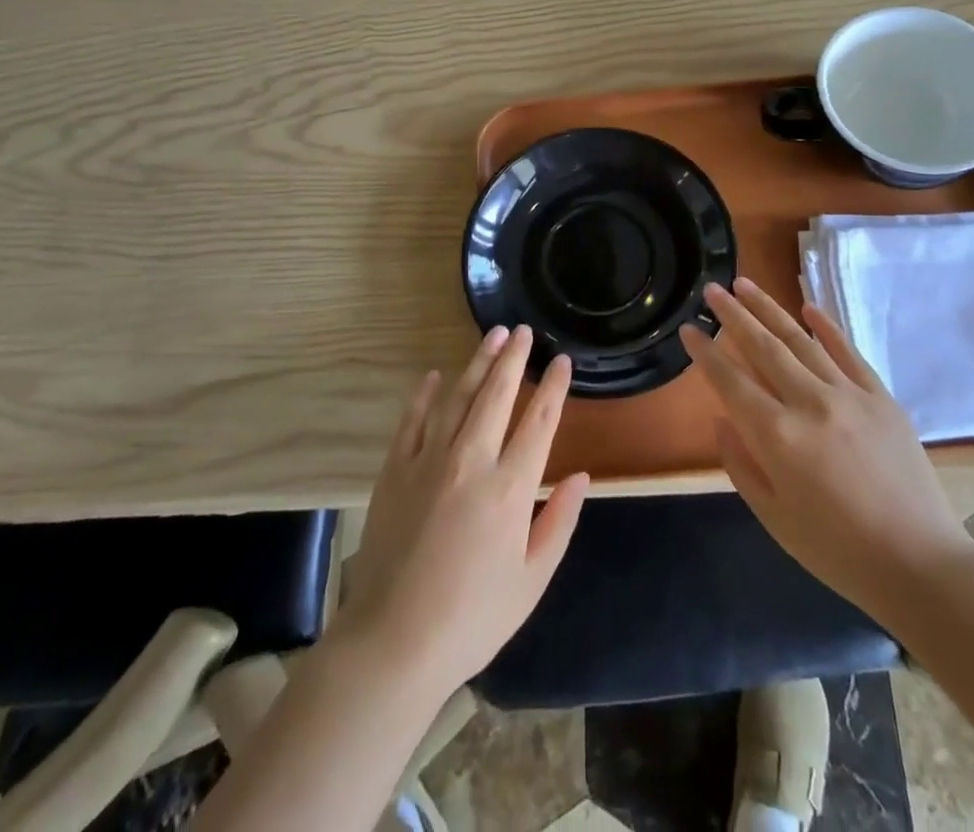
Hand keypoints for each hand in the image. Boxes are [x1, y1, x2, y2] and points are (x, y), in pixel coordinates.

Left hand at [335, 326, 589, 700]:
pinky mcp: (395, 469)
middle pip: (497, 395)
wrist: (392, 642)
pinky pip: (412, 420)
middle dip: (513, 358)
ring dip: (476, 363)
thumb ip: (559, 522)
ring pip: (458, 396)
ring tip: (491, 336)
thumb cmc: (472, 618)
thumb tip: (580, 476)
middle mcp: (471, 460)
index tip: (561, 361)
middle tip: (522, 331)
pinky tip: (433, 376)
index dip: (553, 387)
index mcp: (510, 488)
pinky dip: (424, 394)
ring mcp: (428, 460)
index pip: (540, 421)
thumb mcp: (532, 581)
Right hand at [681, 280, 973, 623]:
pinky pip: (848, 351)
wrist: (920, 565)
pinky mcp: (881, 397)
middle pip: (763, 347)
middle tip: (712, 289)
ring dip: (769, 309)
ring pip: (801, 340)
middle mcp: (810, 404)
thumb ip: (741, 464)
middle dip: (733, 315)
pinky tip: (806, 305)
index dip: (705, 353)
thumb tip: (724, 419)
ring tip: (745, 284)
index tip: (688, 329)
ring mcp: (849, 395)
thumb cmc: (837, 551)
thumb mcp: (773, 517)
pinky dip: (826, 326)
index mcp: (778, 437)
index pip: (730, 382)